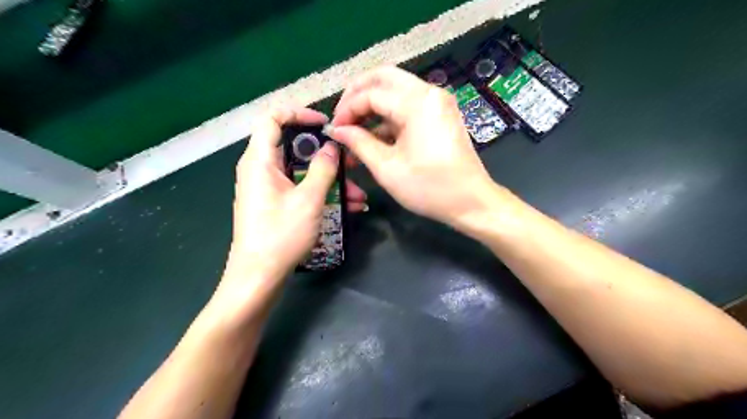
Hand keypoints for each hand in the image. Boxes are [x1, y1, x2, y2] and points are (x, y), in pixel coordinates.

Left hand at [224, 108, 369, 284]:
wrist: (259, 277)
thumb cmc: (281, 234)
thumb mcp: (308, 199)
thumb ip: (323, 169)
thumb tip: (331, 147)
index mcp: (260, 160)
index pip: (273, 118)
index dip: (299, 113)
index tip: (325, 124)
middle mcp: (261, 169)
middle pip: (294, 147)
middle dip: (325, 154)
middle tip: (351, 160)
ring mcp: (269, 188)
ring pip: (302, 172)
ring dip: (331, 179)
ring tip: (358, 194)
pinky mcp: (276, 204)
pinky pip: (300, 189)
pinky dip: (322, 194)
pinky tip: (349, 207)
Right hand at [329, 65, 496, 225]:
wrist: (471, 202)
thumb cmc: (429, 188)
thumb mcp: (387, 168)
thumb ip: (359, 143)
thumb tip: (337, 130)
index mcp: (417, 102)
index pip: (371, 94)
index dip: (347, 110)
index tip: (334, 130)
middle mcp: (429, 92)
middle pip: (384, 77)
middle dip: (357, 94)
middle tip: (342, 116)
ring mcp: (437, 102)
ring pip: (396, 89)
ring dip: (373, 105)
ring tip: (355, 129)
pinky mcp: (440, 114)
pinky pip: (408, 105)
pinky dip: (389, 116)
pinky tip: (375, 136)